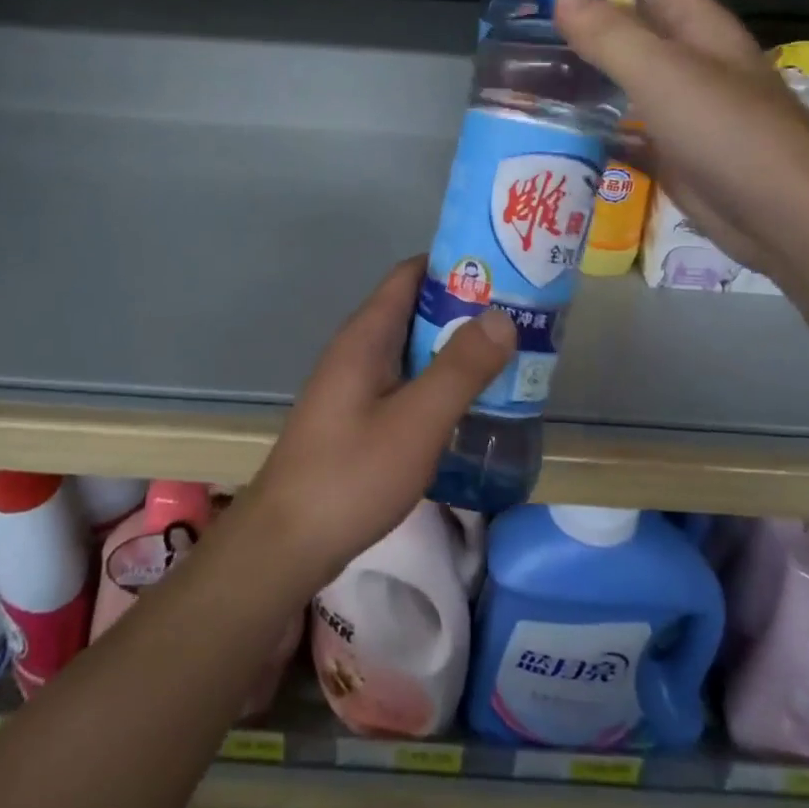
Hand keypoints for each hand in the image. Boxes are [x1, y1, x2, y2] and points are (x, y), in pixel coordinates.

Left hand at [246, 257, 514, 588]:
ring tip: (508, 356)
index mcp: (366, 335)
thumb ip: (460, 368)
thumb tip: (501, 315)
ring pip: (412, 349)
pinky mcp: (357, 416)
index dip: (456, 265)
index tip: (504, 271)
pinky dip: (438, 380)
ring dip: (455, 348)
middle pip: (415, 309)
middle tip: (521, 317)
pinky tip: (469, 402)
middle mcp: (358, 350)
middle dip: (465, 309)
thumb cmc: (352, 475)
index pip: (411, 275)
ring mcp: (355, 384)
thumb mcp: (416, 421)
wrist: (288, 542)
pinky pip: (405, 381)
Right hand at [554, 0, 808, 276]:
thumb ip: (611, 33)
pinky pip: (626, 127)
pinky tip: (557, 127)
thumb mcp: (664, 74)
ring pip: (626, 78)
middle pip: (632, 25)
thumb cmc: (729, 133)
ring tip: (527, 72)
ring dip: (585, 73)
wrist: (785, 218)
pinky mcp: (672, 152)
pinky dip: (595, 123)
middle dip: (583, 20)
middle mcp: (690, 61)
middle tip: (521, 25)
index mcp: (698, 27)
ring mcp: (682, 109)